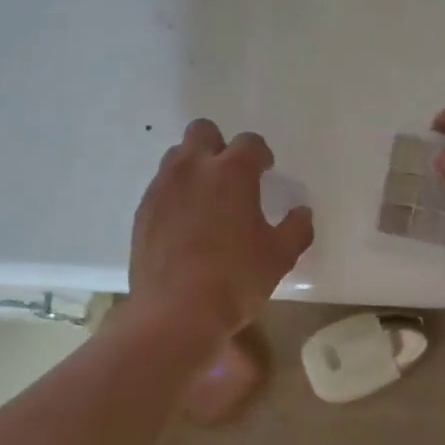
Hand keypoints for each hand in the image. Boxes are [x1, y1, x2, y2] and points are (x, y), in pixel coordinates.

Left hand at [129, 120, 313, 350]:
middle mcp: (193, 168)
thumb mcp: (280, 256)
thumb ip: (296, 228)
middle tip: (232, 176)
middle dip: (220, 146)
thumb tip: (302, 212)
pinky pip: (161, 187)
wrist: (175, 313)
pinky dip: (175, 194)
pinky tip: (185, 224)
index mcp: (232, 172)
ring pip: (177, 156)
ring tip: (206, 198)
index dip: (260, 154)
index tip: (266, 170)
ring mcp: (162, 188)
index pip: (249, 142)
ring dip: (194, 167)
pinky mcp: (142, 212)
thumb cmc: (236, 280)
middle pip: (203, 132)